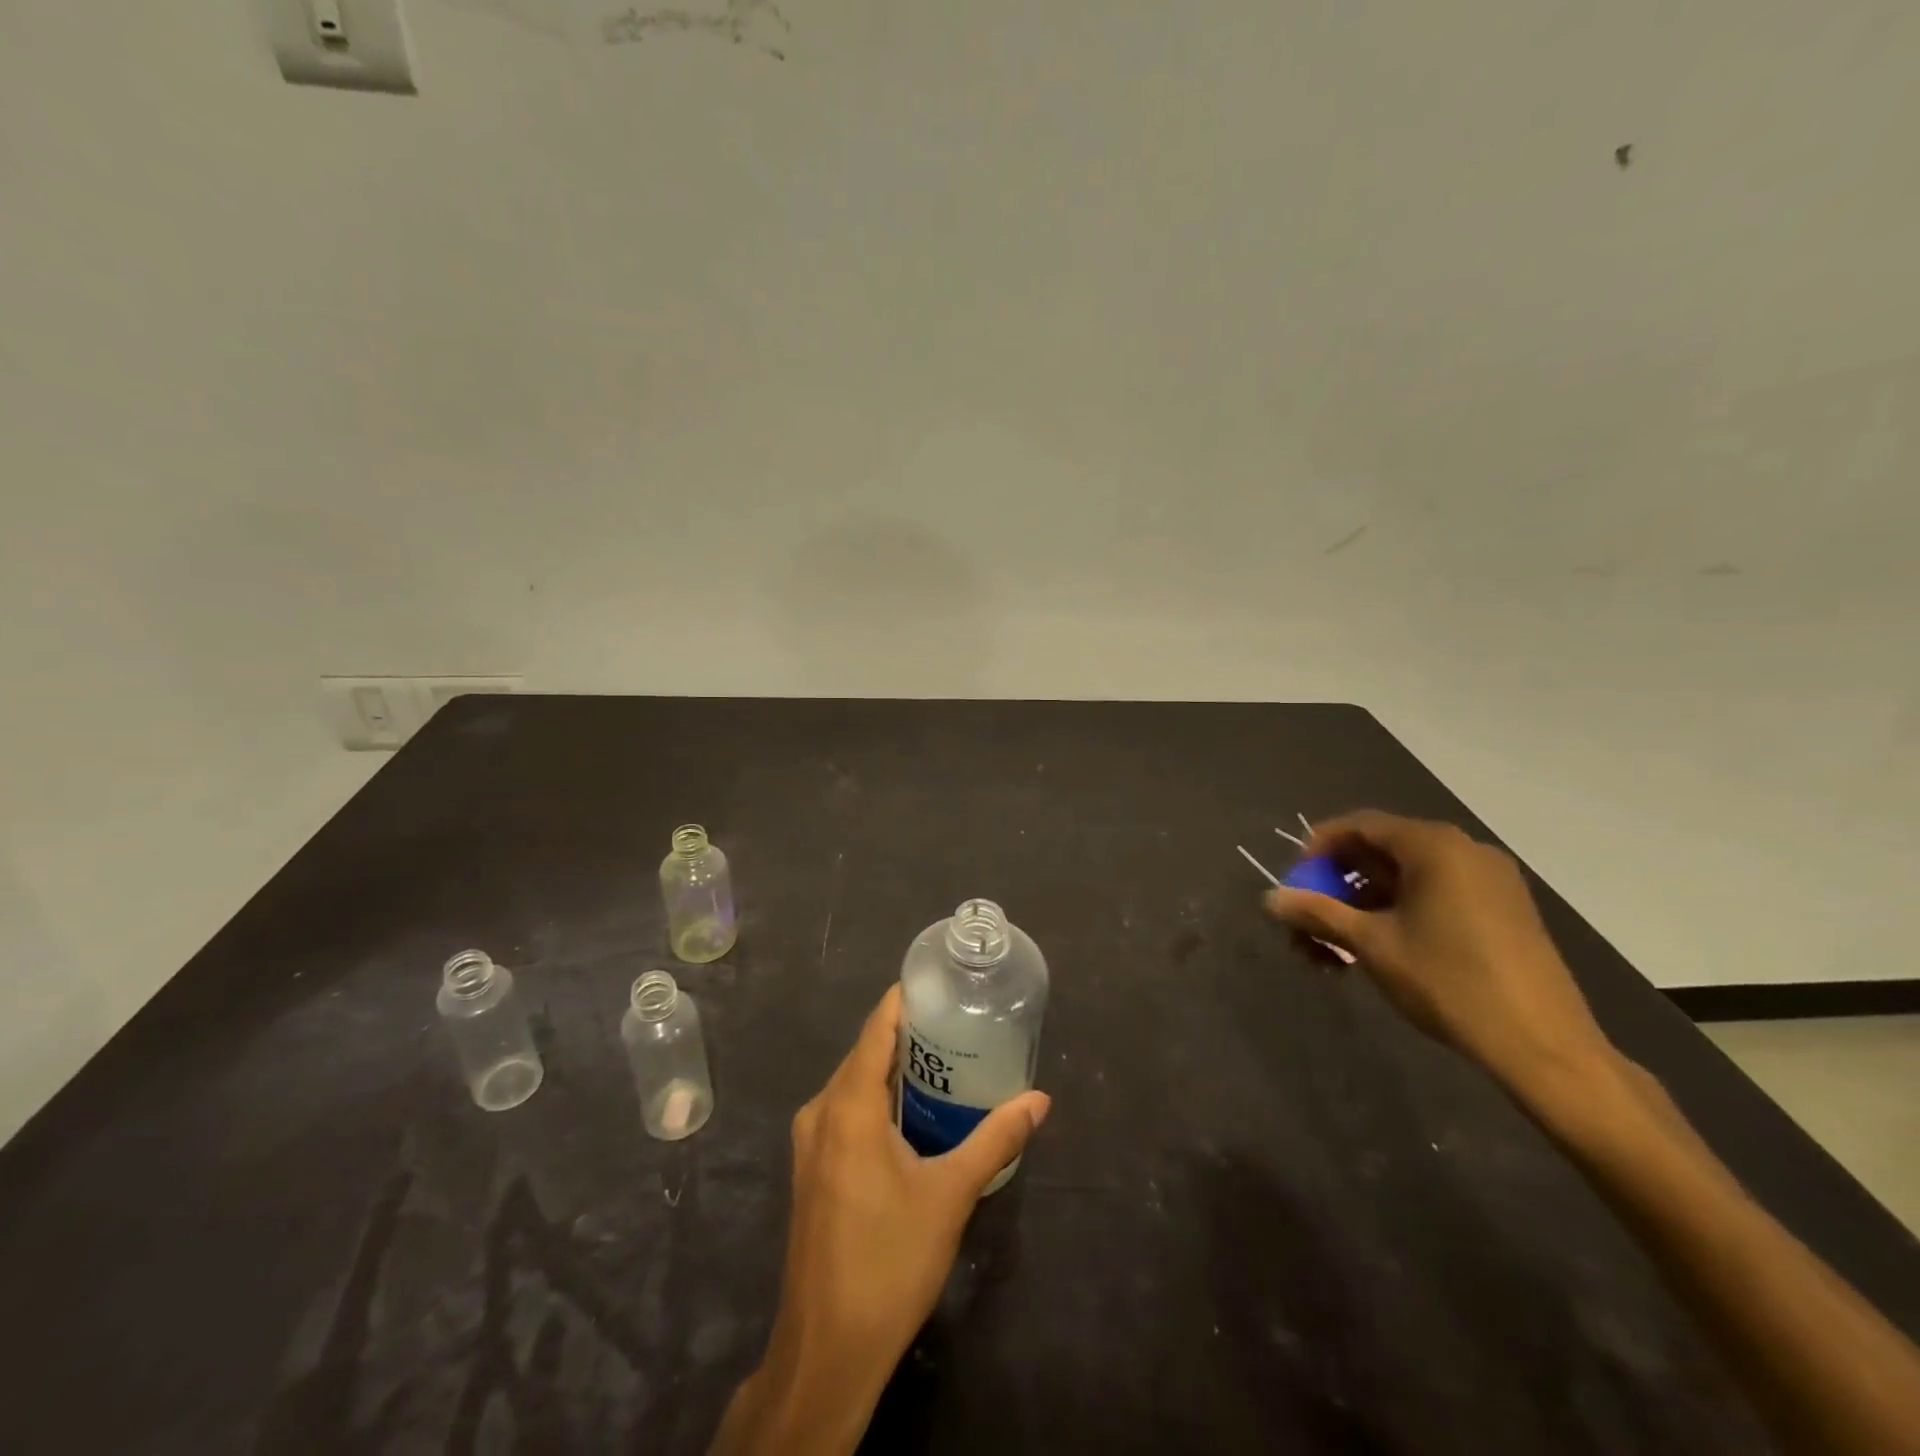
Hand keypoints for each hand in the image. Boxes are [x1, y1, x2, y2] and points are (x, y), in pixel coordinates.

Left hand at [712, 985, 1049, 1455]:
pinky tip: (913, 1111)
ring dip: (894, 1068)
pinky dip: (878, 1097)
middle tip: (959, 1022)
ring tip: (945, 1059)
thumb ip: (995, 1140)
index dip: (904, 999)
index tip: (941, 982)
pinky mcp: (811, 1167)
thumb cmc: (889, 1262)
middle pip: (865, 1052)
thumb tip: (1039, 1099)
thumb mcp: (950, 1195)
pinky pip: (845, 1110)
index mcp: (848, 1106)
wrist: (826, 1349)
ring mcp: (810, 1141)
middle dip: (908, 1034)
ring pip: (854, 1082)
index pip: (875, 1028)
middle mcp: (820, 1111)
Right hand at [1262, 810, 1615, 1097]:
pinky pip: (1434, 895)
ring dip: (1361, 908)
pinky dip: (1397, 914)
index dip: (1317, 849)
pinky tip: (1376, 952)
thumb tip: (1269, 899)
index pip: (1359, 826)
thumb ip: (1317, 914)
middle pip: (1380, 853)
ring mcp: (1489, 881)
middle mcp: (1464, 850)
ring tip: (1333, 953)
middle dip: (1335, 888)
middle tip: (1307, 925)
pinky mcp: (1503, 911)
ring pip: (1405, 879)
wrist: (1544, 1047)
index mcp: (1434, 846)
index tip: (1293, 883)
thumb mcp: (1371, 945)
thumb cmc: (1449, 982)